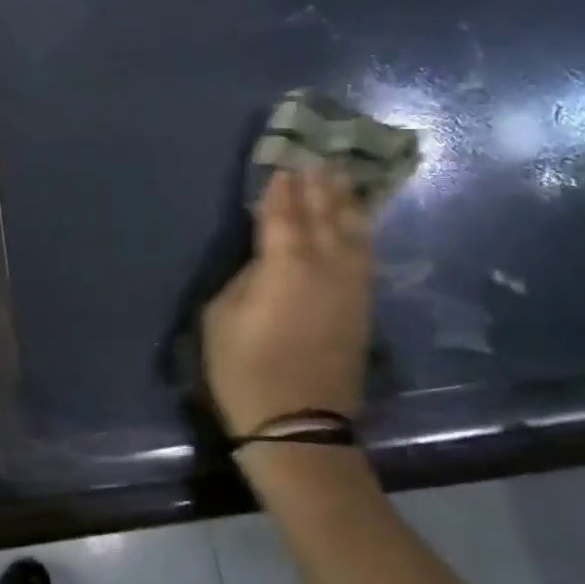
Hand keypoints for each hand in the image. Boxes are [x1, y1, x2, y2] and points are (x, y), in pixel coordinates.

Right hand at [202, 167, 372, 437]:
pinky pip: (364, 257)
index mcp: (285, 266)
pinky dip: (361, 233)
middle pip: (323, 215)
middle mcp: (324, 267)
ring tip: (341, 178)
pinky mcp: (362, 308)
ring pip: (352, 232)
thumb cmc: (244, 370)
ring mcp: (350, 287)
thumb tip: (263, 262)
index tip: (283, 164)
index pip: (284, 214)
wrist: (298, 425)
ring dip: (345, 202)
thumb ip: (243, 278)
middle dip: (318, 185)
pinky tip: (358, 223)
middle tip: (316, 158)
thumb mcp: (220, 318)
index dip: (282, 189)